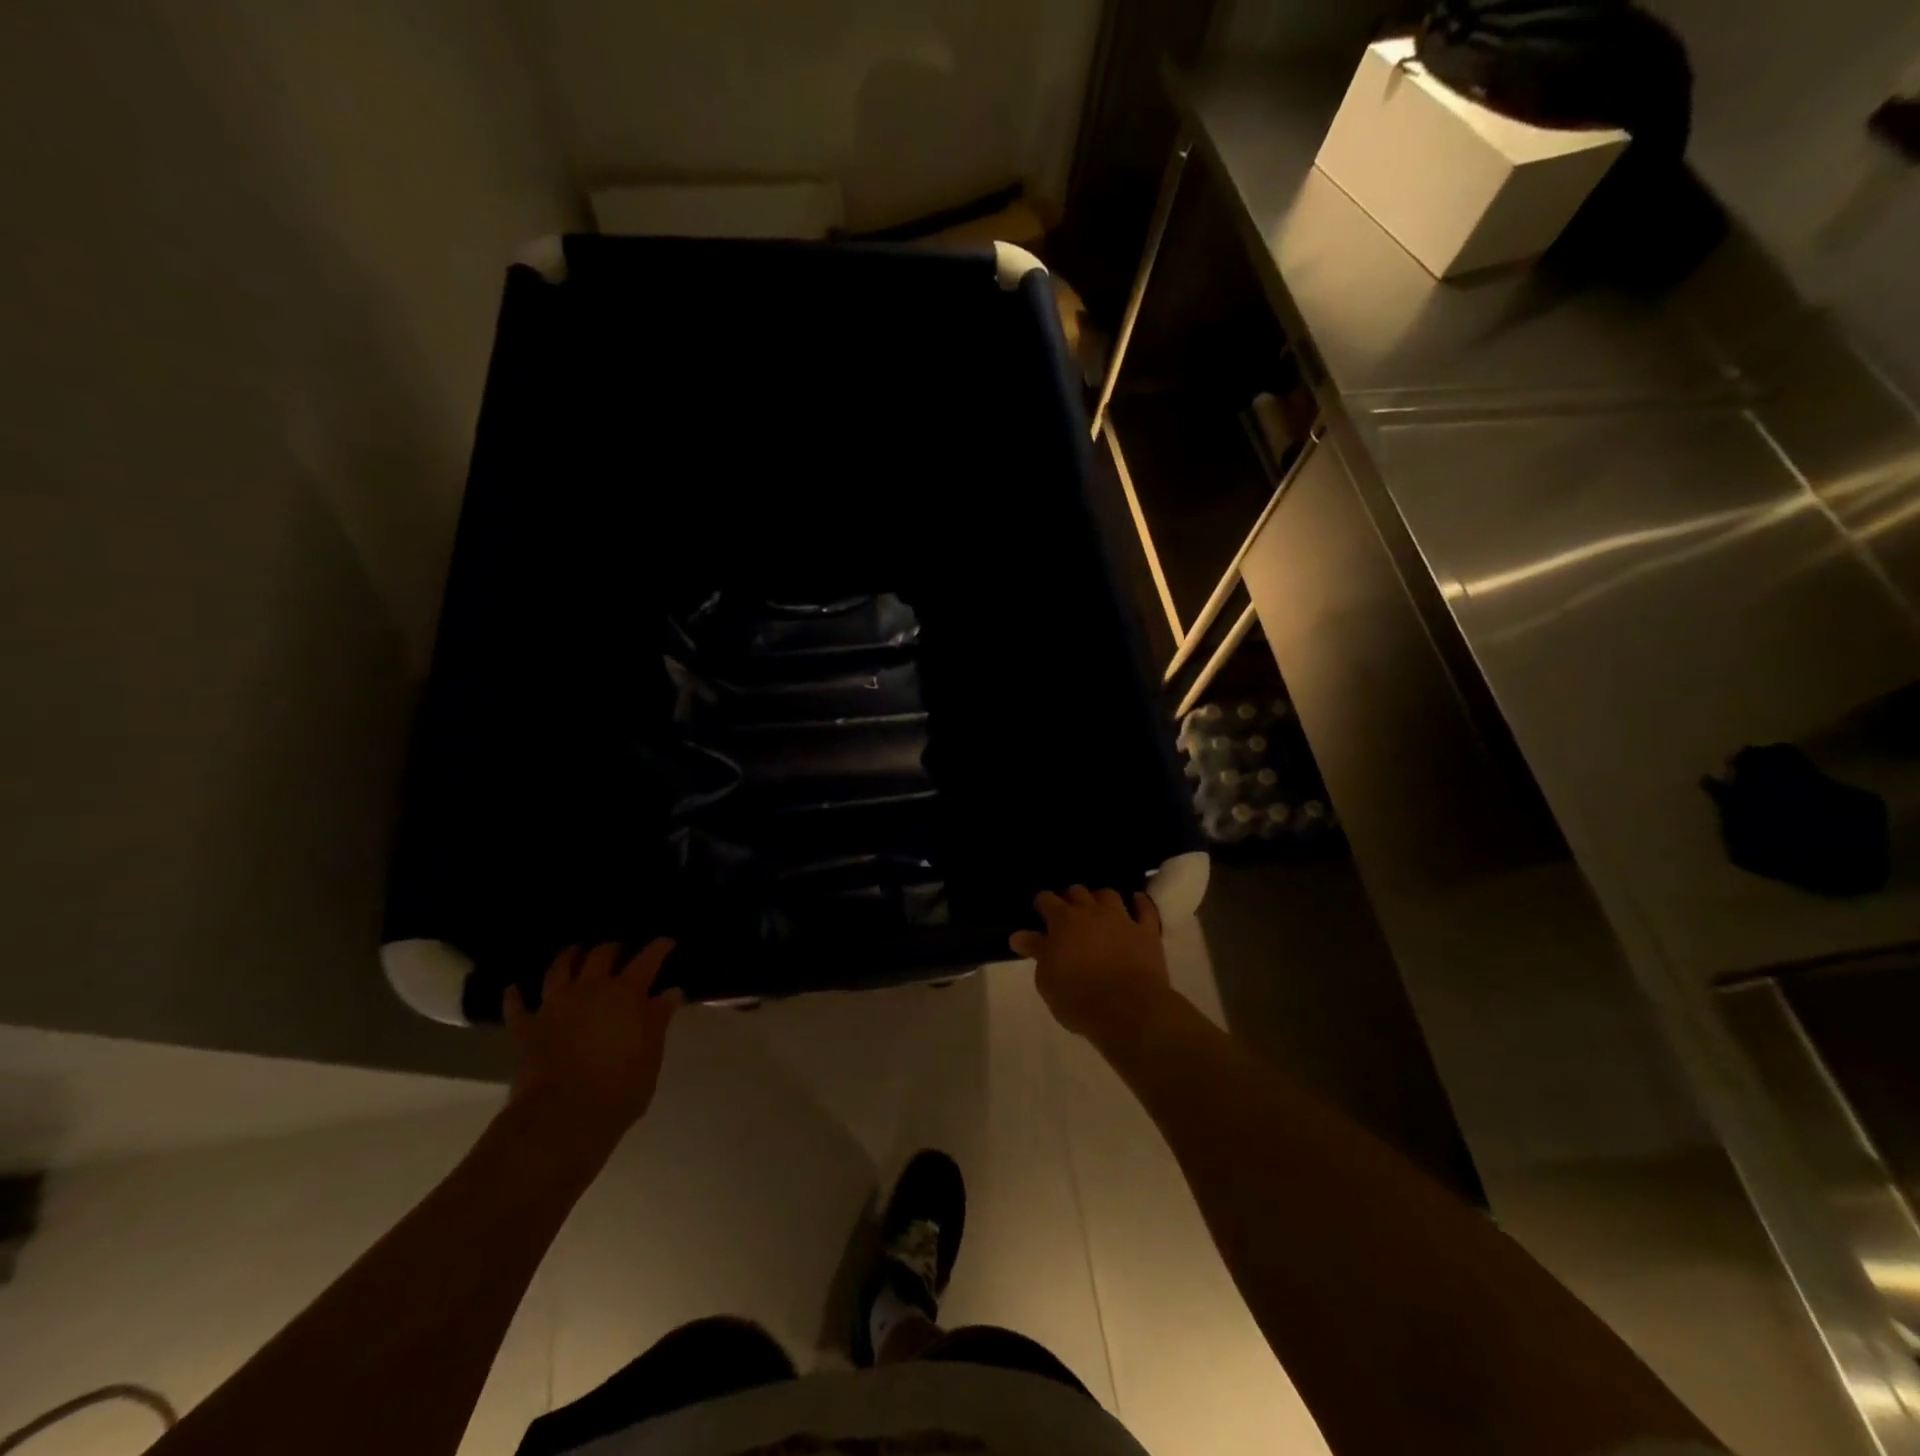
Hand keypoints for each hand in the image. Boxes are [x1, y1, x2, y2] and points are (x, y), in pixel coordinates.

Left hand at [506, 941, 684, 1135]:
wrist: (564, 1114)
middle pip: (601, 956)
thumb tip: (670, 992)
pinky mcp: (527, 1029)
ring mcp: (555, 1006)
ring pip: (559, 969)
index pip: (648, 959)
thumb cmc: (621, 1086)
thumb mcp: (652, 1053)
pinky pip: (517, 1007)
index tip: (667, 942)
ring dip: (567, 957)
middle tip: (619, 949)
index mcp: (626, 993)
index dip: (659, 947)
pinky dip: (515, 996)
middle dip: (612, 948)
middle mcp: (590, 989)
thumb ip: (658, 1019)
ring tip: (573, 951)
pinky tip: (514, 988)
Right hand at [1010, 886, 1171, 1040]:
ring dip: (1100, 899)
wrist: (1128, 1008)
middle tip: (1067, 914)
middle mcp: (1091, 912)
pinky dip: (1140, 903)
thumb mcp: (1046, 979)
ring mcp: (1121, 919)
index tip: (1039, 912)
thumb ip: (1036, 951)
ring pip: (1108, 895)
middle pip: (1077, 892)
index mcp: (1062, 921)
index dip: (1042, 904)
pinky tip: (1136, 901)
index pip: (1046, 900)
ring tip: (1098, 909)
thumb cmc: (1078, 997)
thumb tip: (1019, 935)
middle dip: (1070, 899)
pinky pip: (1146, 909)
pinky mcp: (1147, 932)